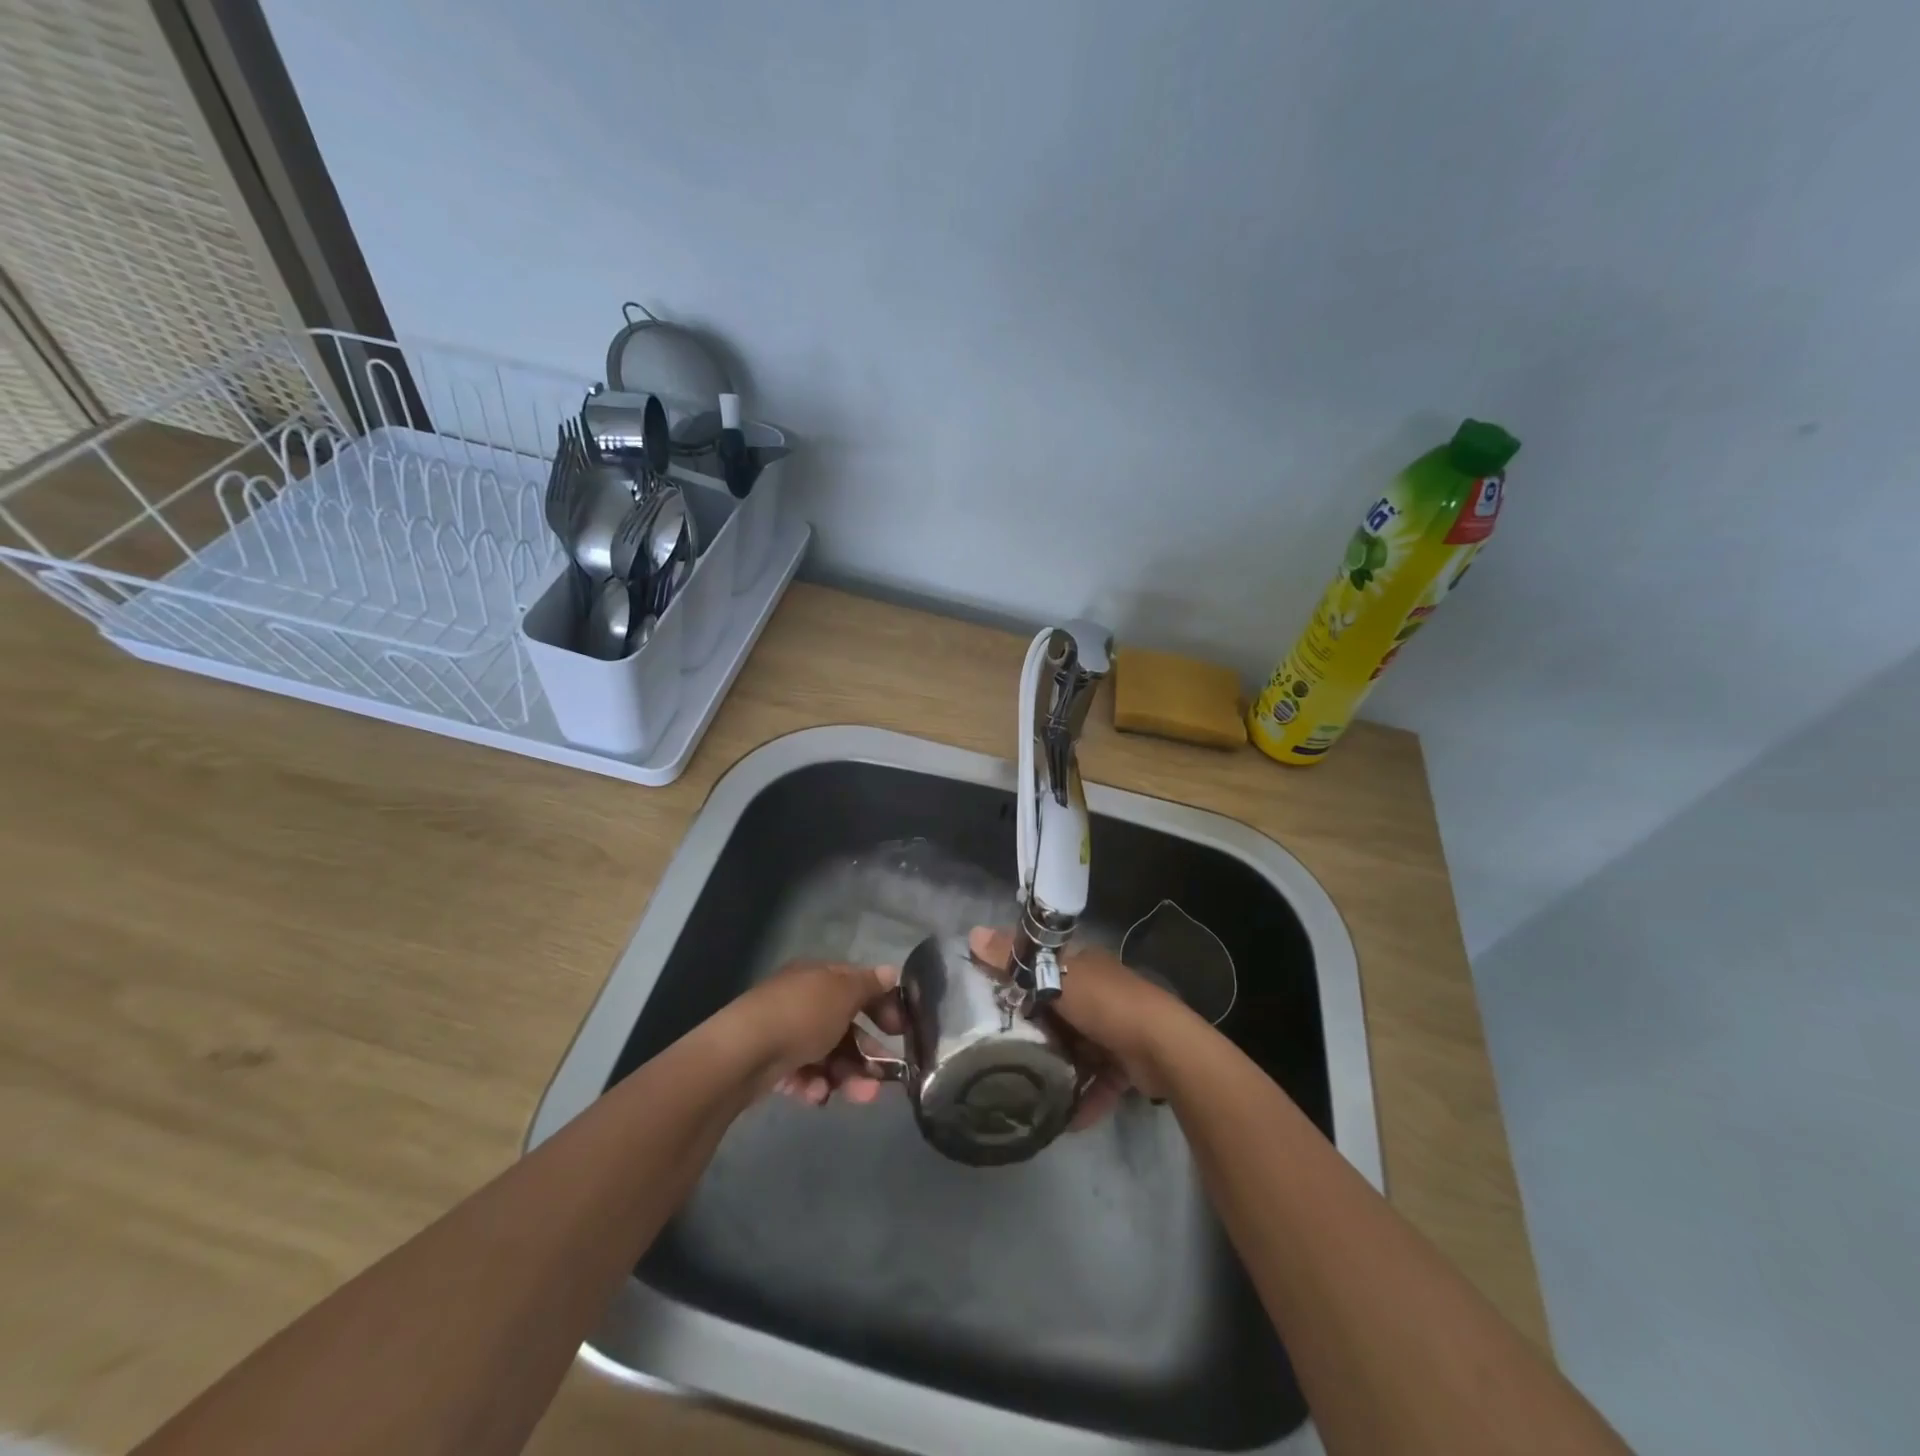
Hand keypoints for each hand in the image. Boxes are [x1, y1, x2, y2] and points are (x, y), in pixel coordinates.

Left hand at [722, 960, 905, 1106]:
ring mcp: (784, 1033)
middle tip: (885, 1077)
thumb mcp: (843, 993)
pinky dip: (815, 1085)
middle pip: (844, 1025)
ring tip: (861, 1095)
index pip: (857, 985)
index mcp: (817, 976)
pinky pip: (803, 1074)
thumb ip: (869, 985)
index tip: (900, 1031)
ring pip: (827, 1054)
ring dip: (848, 1075)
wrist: (742, 1053)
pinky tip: (818, 1095)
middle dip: (867, 1052)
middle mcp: (801, 1000)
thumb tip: (890, 972)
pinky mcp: (770, 1064)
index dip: (883, 1004)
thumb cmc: (801, 1015)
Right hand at [967, 926, 1199, 1126]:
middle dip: (1036, 1030)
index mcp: (1083, 965)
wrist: (1164, 1047)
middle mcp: (1100, 992)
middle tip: (1003, 1051)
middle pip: (1059, 1010)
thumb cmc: (1106, 1004)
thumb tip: (971, 934)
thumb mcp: (1054, 978)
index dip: (1018, 979)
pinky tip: (1065, 1120)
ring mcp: (1116, 1028)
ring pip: (1078, 1048)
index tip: (990, 1001)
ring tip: (1029, 1090)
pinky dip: (1085, 1098)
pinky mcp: (1129, 1062)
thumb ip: (1015, 961)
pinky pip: (1099, 1080)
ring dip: (1059, 1069)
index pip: (1043, 965)